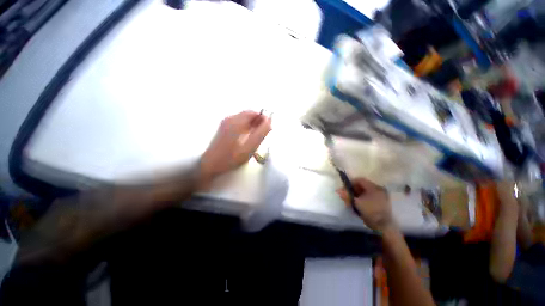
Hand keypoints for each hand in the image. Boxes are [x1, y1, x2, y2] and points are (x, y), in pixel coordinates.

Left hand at [200, 110, 271, 183]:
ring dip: (253, 125)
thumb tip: (269, 121)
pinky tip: (248, 137)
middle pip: (248, 114)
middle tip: (265, 133)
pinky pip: (239, 123)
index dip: (263, 118)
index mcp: (236, 122)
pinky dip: (246, 127)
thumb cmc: (231, 159)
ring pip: (244, 119)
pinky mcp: (224, 127)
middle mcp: (230, 119)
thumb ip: (260, 134)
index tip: (269, 128)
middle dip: (258, 122)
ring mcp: (225, 123)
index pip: (253, 113)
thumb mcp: (249, 148)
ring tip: (258, 136)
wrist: (210, 165)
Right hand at [337, 178, 394, 232]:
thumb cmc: (369, 211)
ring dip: (358, 195)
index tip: (345, 189)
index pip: (359, 180)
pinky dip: (364, 198)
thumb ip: (346, 195)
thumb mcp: (355, 203)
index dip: (351, 183)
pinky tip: (360, 204)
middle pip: (363, 185)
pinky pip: (371, 196)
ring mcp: (382, 196)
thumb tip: (338, 190)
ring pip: (366, 191)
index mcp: (374, 187)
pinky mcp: (383, 203)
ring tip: (353, 201)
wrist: (383, 226)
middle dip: (354, 190)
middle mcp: (379, 189)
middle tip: (348, 195)